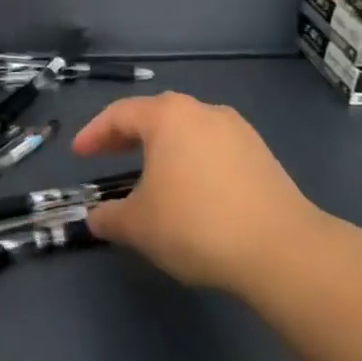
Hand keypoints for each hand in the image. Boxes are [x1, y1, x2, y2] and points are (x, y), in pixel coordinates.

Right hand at [73, 93, 325, 295]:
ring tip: (150, 175)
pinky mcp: (261, 155)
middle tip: (107, 155)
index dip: (94, 134)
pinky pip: (213, 149)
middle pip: (155, 116)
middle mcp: (201, 111)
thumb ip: (110, 217)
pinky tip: (191, 190)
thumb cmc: (196, 224)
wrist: (282, 249)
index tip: (79, 154)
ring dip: (163, 148)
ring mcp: (236, 130)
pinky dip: (192, 161)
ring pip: (187, 131)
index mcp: (167, 116)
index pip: (119, 114)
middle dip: (127, 136)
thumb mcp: (139, 226)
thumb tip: (96, 218)